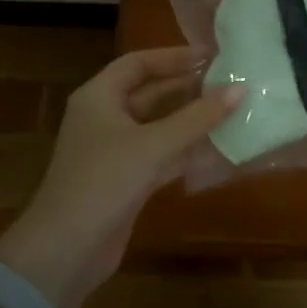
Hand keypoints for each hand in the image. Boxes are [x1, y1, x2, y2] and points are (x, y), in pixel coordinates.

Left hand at [0, 47, 242, 307]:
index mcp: (99, 96)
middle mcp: (105, 117)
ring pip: (159, 126)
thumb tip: (240, 89)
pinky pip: (161, 155)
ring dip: (192, 121)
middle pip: (151, 93)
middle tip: (231, 83)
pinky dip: (186, 151)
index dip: (174, 57)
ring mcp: (115, 150)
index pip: (139, 63)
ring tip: (233, 111)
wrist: (65, 251)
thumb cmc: (104, 181)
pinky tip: (219, 149)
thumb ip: (198, 117)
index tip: (212, 56)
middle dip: (188, 89)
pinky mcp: (126, 180)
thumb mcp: (153, 145)